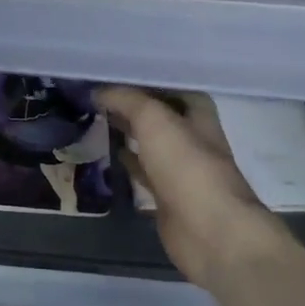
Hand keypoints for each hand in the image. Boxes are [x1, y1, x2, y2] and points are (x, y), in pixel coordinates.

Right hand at [95, 86, 290, 289]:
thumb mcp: (154, 120)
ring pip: (149, 141)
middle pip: (158, 114)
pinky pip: (142, 170)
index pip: (169, 85)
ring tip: (93, 117)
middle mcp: (192, 137)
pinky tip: (105, 152)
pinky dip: (126, 160)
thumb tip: (97, 91)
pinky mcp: (167, 195)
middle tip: (94, 94)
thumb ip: (126, 100)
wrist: (211, 232)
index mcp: (198, 114)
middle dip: (130, 105)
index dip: (142, 79)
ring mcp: (180, 168)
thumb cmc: (188, 167)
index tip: (109, 72)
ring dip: (127, 131)